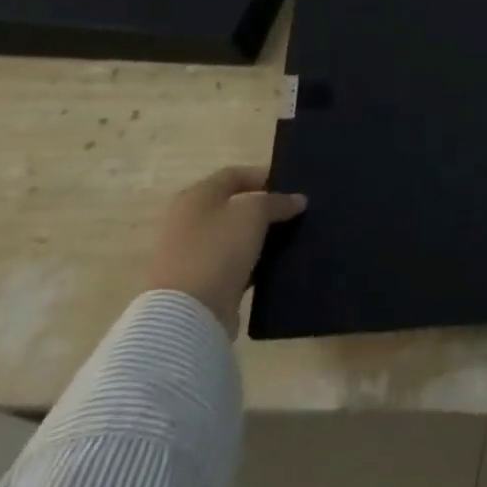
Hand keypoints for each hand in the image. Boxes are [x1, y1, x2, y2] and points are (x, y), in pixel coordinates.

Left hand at [147, 166, 306, 336]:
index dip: (265, 175)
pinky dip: (256, 259)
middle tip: (298, 210)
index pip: (235, 174)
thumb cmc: (217, 250)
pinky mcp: (203, 279)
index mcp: (196, 197)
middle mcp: (190, 220)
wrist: (188, 312)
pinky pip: (236, 261)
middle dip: (267, 206)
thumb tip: (297, 200)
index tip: (295, 186)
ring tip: (295, 234)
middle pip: (235, 204)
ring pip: (238, 234)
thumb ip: (277, 201)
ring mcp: (194, 252)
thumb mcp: (253, 213)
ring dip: (263, 234)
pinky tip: (279, 261)